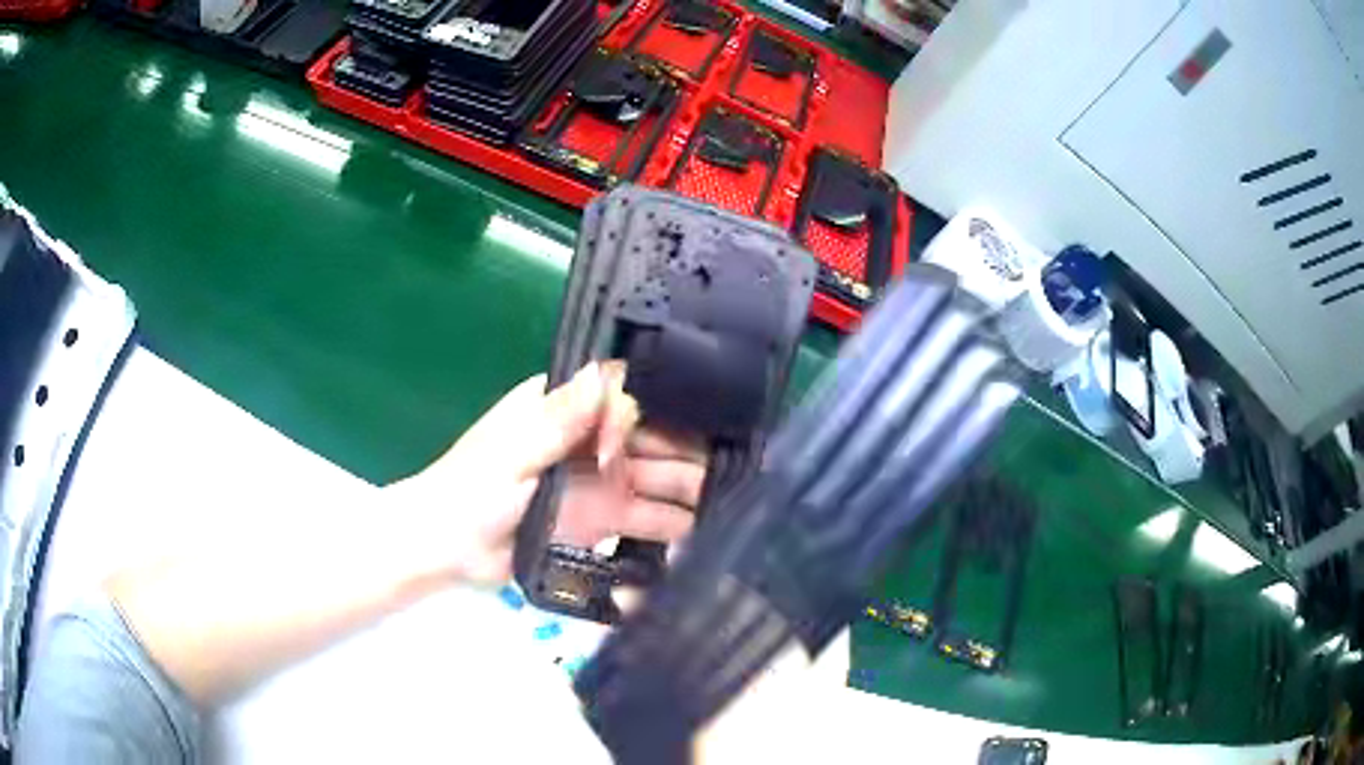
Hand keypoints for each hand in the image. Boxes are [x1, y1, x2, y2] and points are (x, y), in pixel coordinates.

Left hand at [384, 362, 705, 584]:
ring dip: (689, 486)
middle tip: (733, 464)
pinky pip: (644, 518)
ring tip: (731, 498)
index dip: (656, 408)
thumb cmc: (473, 488)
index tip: (681, 426)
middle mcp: (590, 439)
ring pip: (655, 477)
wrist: (449, 547)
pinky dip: (671, 523)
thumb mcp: (514, 449)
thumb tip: (607, 373)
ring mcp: (599, 481)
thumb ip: (562, 418)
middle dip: (688, 449)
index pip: (625, 396)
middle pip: (651, 437)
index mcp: (565, 408)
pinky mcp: (602, 520)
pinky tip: (704, 530)